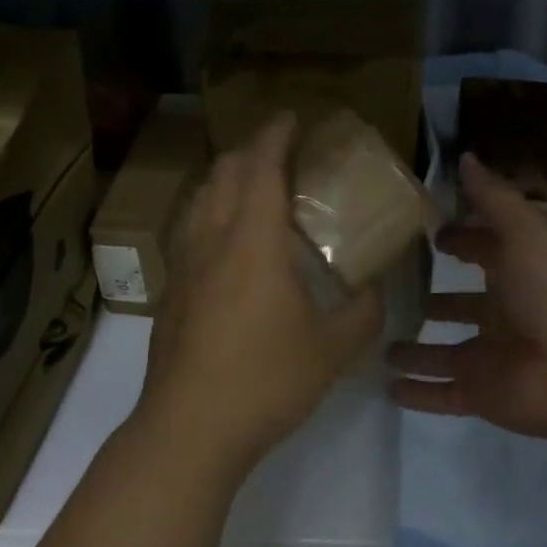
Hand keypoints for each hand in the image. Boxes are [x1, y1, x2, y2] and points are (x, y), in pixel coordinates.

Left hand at [137, 114, 383, 475]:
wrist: (189, 429)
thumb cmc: (266, 380)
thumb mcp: (333, 348)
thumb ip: (363, 312)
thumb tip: (376, 290)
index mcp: (254, 240)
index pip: (261, 166)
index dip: (275, 134)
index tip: (291, 117)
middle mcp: (213, 238)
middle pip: (225, 172)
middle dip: (251, 150)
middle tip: (280, 153)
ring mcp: (185, 263)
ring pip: (200, 197)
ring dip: (226, 178)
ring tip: (251, 188)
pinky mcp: (170, 289)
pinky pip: (189, 227)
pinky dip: (209, 210)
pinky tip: (225, 240)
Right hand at [389, 153, 546, 440]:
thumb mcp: (524, 232)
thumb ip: (492, 198)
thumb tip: (465, 156)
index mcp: (519, 272)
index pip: (484, 251)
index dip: (461, 241)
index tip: (429, 234)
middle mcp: (504, 313)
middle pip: (462, 304)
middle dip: (434, 298)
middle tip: (391, 290)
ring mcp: (491, 356)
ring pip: (445, 351)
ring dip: (417, 349)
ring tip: (379, 344)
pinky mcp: (480, 392)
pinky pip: (442, 393)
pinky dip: (418, 393)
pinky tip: (387, 387)